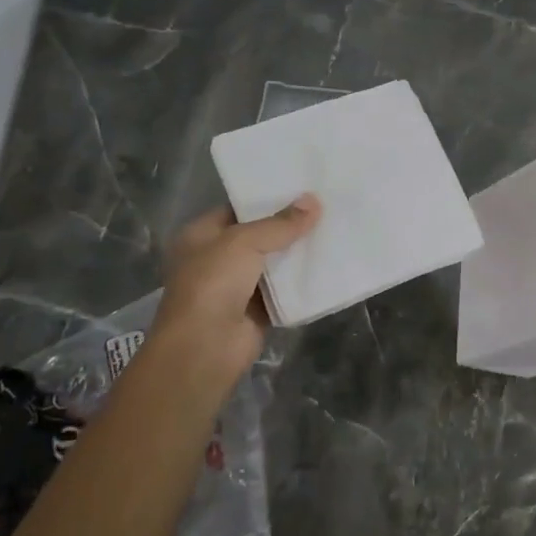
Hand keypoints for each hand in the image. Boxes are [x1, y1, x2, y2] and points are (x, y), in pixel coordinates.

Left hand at [140, 197, 321, 392]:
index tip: (302, 187)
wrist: (205, 348)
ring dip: (298, 252)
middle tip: (326, 205)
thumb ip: (280, 224)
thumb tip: (314, 201)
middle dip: (289, 225)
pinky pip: (284, 290)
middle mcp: (217, 258)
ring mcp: (237, 286)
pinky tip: (329, 264)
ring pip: (274, 263)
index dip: (267, 198)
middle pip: (259, 235)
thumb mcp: (244, 242)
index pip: (238, 209)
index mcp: (201, 235)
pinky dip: (302, 281)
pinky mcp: (257, 310)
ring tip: (334, 228)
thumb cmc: (213, 284)